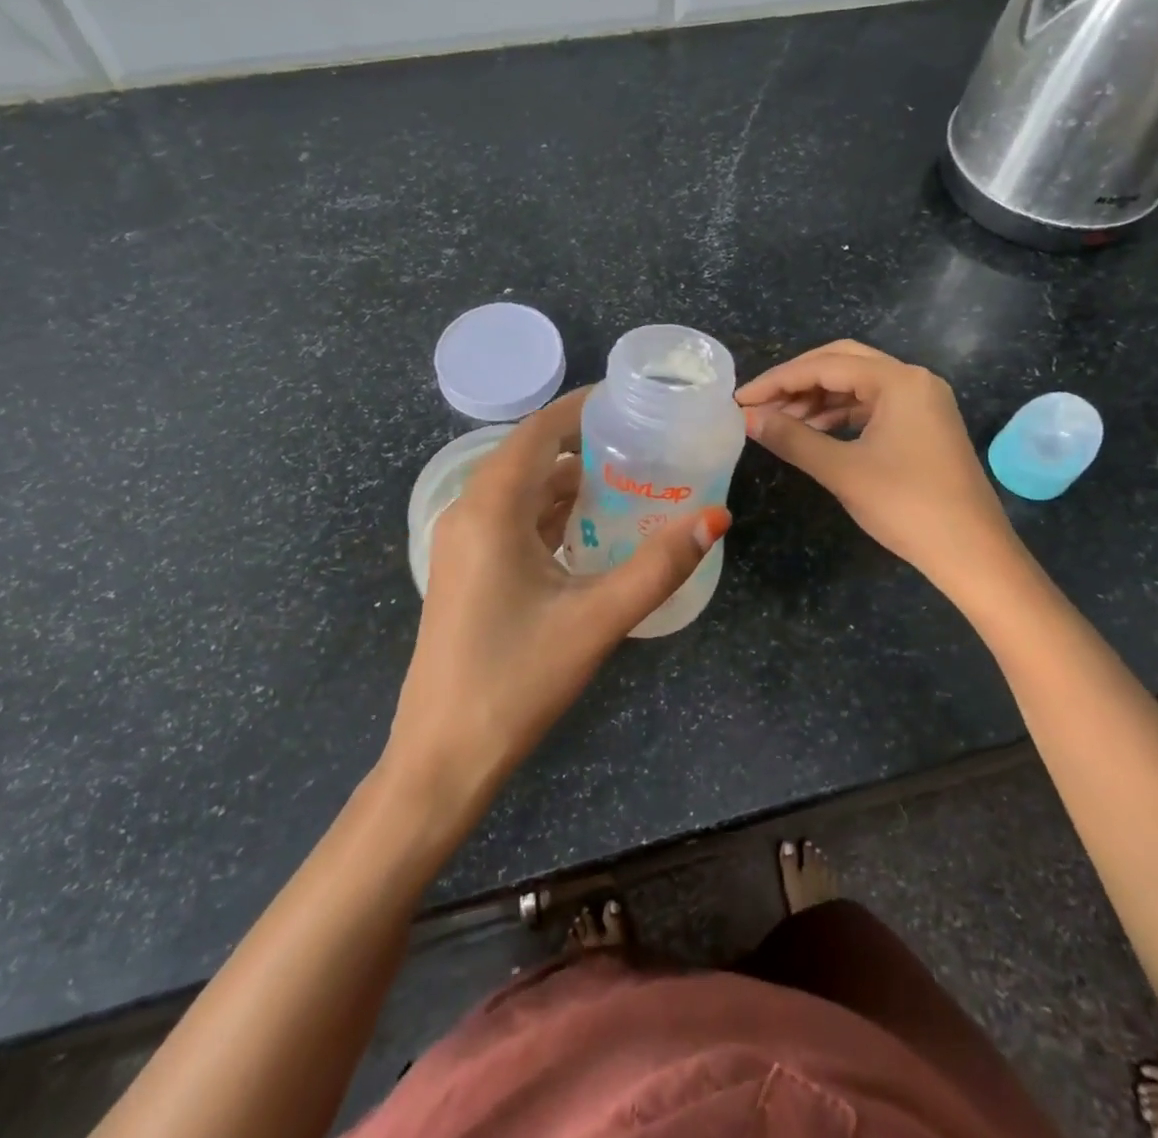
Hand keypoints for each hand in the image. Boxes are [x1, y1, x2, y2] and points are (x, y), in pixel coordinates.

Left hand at [381, 388, 728, 839]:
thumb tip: (716, 518)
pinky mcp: (466, 570)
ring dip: (567, 481)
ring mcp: (462, 543)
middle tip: (642, 442)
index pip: (539, 431)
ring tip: (627, 480)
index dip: (582, 408)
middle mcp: (468, 512)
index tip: (631, 401)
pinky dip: (550, 513)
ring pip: (520, 489)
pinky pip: (511, 520)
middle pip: (529, 454)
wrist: (441, 757)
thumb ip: (658, 566)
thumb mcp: (597, 619)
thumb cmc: (516, 680)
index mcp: (490, 508)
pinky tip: (590, 530)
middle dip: (582, 443)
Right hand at [736, 341, 1015, 591]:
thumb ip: (792, 438)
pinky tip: (813, 434)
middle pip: (842, 364)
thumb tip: (747, 419)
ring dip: (816, 400)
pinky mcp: (923, 426)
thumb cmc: (907, 506)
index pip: (825, 366)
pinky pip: (872, 407)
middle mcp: (913, 380)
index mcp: (899, 381)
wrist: (972, 554)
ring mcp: (922, 403)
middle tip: (759, 405)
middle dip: (797, 382)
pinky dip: (839, 416)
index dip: (777, 380)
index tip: (740, 400)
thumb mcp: (842, 470)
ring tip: (779, 423)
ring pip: (857, 386)